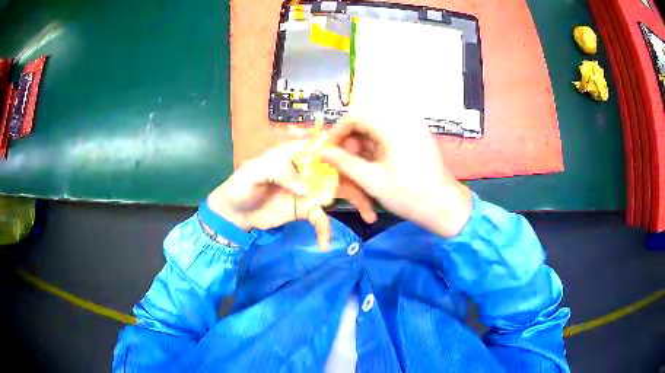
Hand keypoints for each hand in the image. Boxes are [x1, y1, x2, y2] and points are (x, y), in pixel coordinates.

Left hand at [207, 140, 375, 249]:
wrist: (234, 214)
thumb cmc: (241, 186)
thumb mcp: (254, 173)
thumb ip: (279, 172)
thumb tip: (307, 189)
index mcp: (294, 154)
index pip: (323, 146)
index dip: (345, 148)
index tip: (366, 156)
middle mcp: (307, 169)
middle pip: (338, 170)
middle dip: (358, 179)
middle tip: (377, 191)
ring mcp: (308, 190)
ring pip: (337, 193)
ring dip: (355, 203)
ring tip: (369, 217)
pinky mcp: (305, 210)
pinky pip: (321, 218)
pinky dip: (325, 230)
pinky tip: (325, 244)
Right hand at [320, 114, 472, 237]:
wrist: (444, 206)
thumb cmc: (408, 195)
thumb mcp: (371, 180)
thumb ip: (343, 162)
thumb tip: (320, 152)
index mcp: (393, 125)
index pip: (355, 114)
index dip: (337, 131)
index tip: (327, 150)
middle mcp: (404, 117)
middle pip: (366, 115)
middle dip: (350, 135)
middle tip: (343, 158)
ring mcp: (413, 124)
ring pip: (376, 122)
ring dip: (362, 139)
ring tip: (357, 163)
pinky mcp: (417, 133)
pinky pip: (389, 129)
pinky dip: (376, 141)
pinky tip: (372, 160)